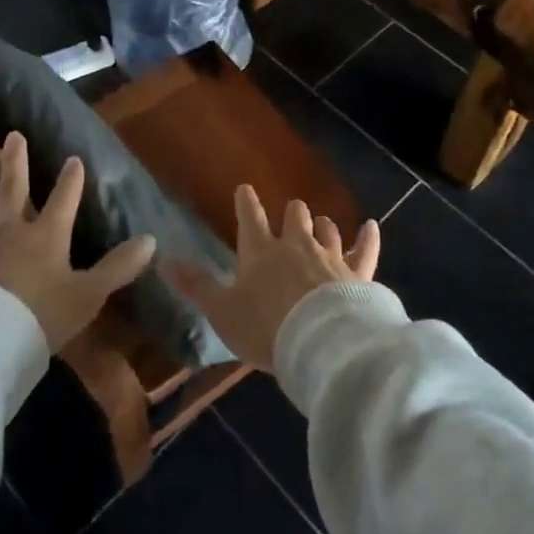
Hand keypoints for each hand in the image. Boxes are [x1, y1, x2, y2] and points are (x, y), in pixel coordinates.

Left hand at [0, 132, 155, 352]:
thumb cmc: (40, 320)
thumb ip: (118, 267)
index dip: (71, 178)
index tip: (74, 158)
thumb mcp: (88, 295)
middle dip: (15, 160)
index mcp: (45, 236)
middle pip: (12, 188)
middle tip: (12, 134)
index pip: (64, 198)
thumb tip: (152, 239)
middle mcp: (6, 230)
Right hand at [164, 186, 379, 372]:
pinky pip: (365, 249)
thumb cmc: (265, 326)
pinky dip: (368, 237)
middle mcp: (296, 244)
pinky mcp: (357, 272)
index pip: (251, 217)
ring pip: (327, 228)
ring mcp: (329, 255)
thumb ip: (195, 285)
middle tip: (290, 216)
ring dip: (322, 226)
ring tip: (320, 225)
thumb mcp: (222, 311)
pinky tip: (372, 226)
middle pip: (295, 215)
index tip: (246, 189)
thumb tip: (162, 259)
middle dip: (292, 213)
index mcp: (260, 251)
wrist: (320, 343)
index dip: (247, 202)